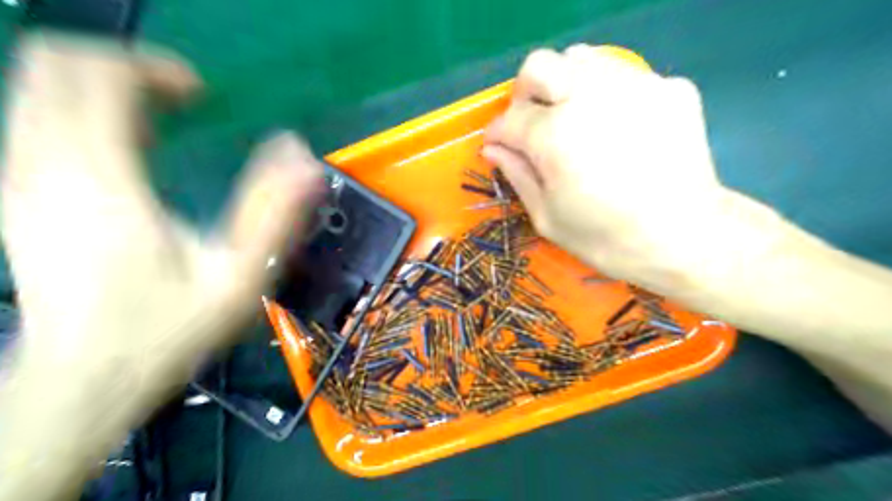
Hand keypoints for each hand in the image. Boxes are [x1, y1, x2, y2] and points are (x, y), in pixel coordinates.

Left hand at [0, 29, 319, 483]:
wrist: (85, 379)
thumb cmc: (169, 330)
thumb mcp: (240, 278)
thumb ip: (275, 215)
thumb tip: (306, 160)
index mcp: (101, 182)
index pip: (98, 77)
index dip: (152, 69)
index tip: (201, 96)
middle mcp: (44, 167)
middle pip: (55, 67)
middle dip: (123, 68)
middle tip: (182, 102)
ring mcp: (20, 181)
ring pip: (38, 91)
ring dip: (104, 91)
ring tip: (162, 126)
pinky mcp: (17, 196)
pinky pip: (35, 122)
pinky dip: (81, 115)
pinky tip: (130, 151)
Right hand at [484, 46, 728, 288]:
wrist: (685, 238)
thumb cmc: (606, 239)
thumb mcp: (547, 217)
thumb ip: (517, 175)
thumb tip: (493, 148)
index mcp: (554, 136)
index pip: (509, 119)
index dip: (497, 133)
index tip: (498, 145)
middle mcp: (590, 97)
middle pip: (539, 66)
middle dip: (525, 93)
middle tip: (531, 123)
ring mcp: (635, 85)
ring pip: (582, 59)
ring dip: (565, 86)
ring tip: (573, 120)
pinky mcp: (669, 88)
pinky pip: (623, 76)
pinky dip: (607, 95)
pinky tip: (616, 127)